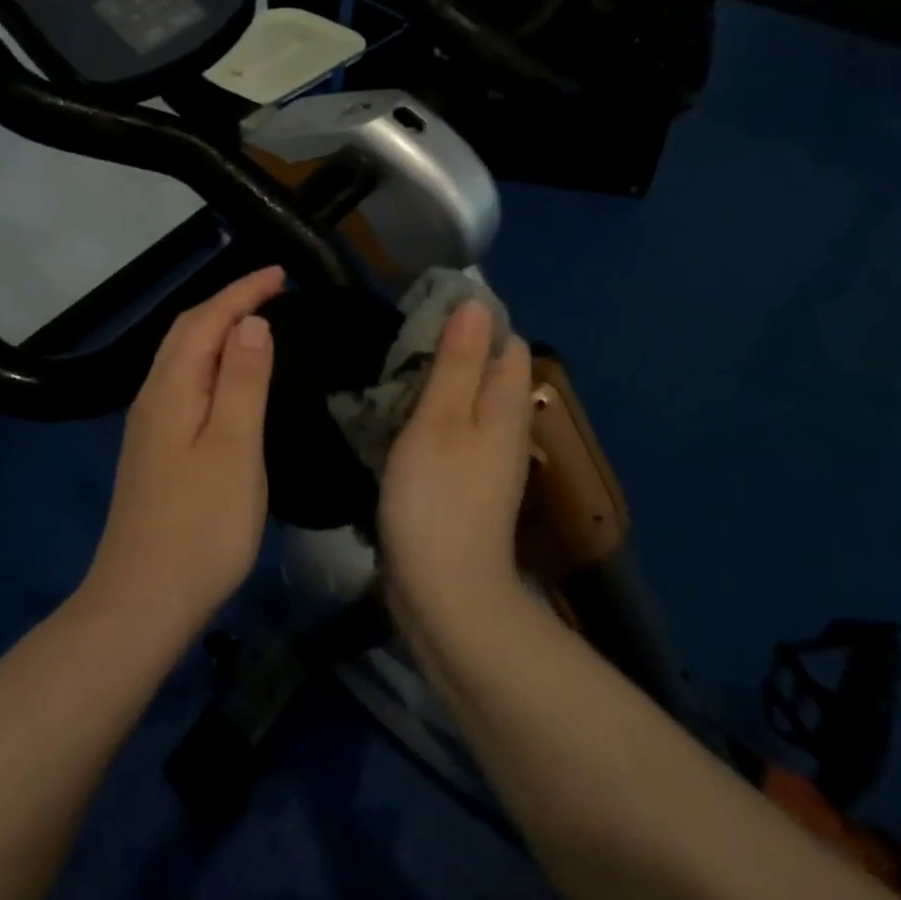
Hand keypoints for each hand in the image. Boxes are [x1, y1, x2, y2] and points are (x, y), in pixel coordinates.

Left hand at [83, 265, 284, 641]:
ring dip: (215, 330)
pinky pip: (182, 383)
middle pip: (185, 332)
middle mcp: (152, 398)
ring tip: (255, 322)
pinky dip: (208, 362)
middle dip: (227, 303)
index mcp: (171, 390)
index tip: (281, 273)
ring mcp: (148, 427)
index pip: (206, 321)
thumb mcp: (234, 449)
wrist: (143, 602)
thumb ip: (243, 382)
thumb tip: (251, 324)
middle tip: (272, 291)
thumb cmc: (201, 526)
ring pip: (180, 358)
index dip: (242, 292)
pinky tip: (227, 378)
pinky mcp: (153, 451)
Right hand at [378, 300, 532, 619]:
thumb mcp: (440, 419)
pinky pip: (453, 436)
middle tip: (401, 344)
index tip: (427, 312)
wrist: (444, 593)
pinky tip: (398, 424)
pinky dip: (430, 421)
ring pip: (468, 405)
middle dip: (453, 352)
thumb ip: (458, 362)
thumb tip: (476, 305)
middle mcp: (506, 431)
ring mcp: (487, 463)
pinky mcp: (466, 489)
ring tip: (393, 377)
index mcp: (506, 407)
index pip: (507, 344)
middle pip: (489, 373)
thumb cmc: (437, 498)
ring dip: (437, 387)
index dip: (475, 322)